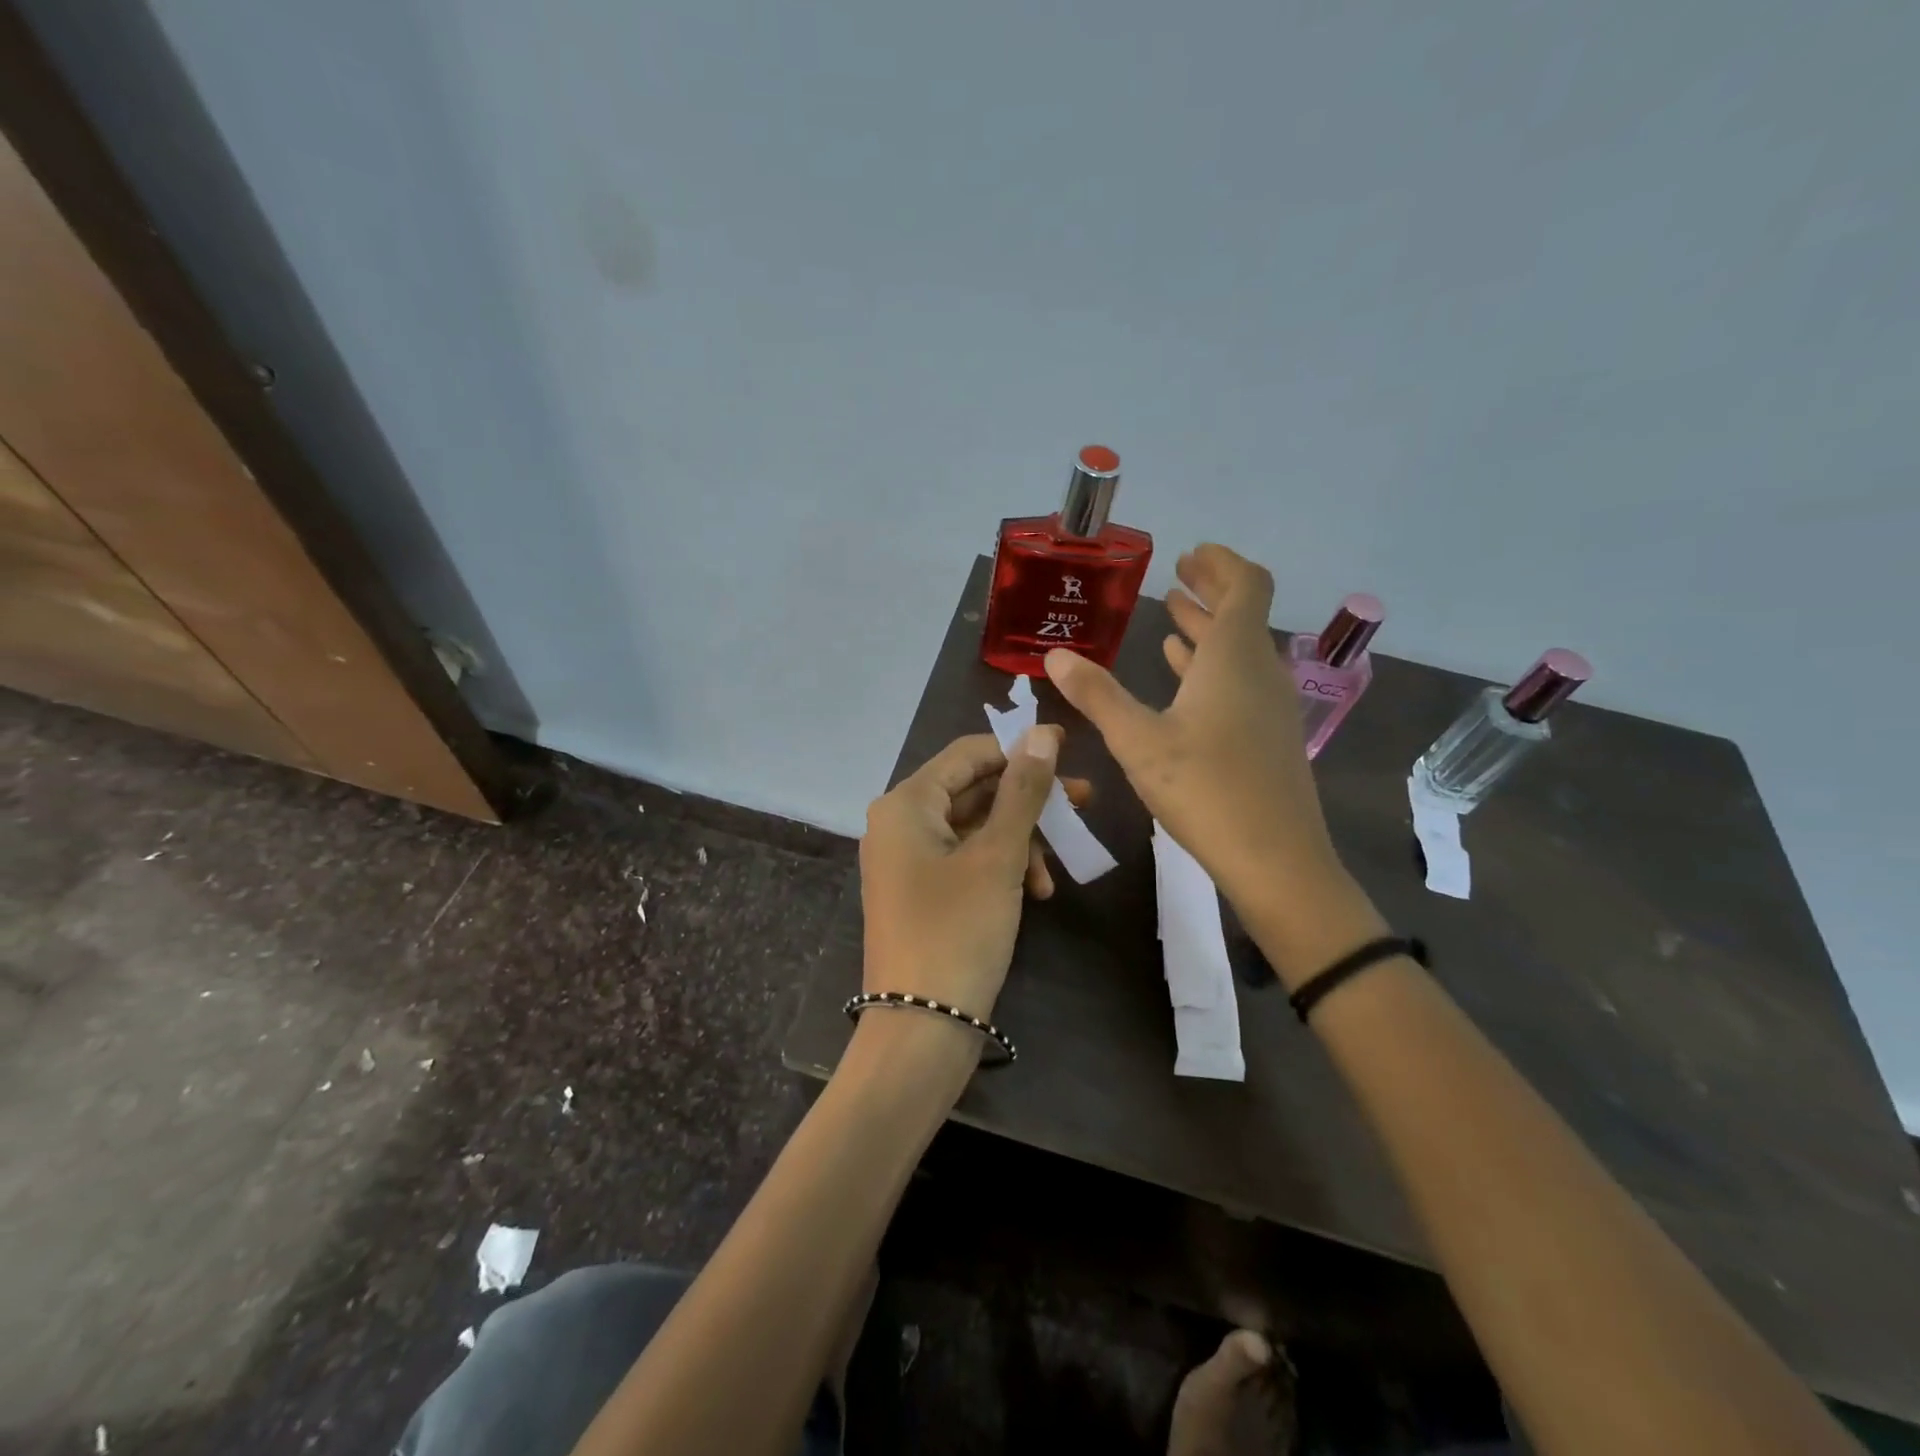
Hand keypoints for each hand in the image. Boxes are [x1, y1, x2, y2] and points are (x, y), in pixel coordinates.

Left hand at [859, 727, 1084, 1019]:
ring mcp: (908, 860)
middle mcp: (899, 823)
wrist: (920, 1030)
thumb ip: (1022, 791)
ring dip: (1019, 842)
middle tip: (1083, 804)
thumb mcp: (998, 857)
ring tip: (1053, 874)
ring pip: (975, 828)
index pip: (968, 753)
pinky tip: (1036, 892)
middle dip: (1028, 801)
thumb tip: (1043, 733)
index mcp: (906, 804)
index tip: (1070, 750)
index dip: (1019, 748)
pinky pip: (966, 860)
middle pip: (973, 790)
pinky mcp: (921, 892)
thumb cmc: (958, 932)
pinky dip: (1001, 868)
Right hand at [1044, 545, 1373, 972]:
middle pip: (1242, 614)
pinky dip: (1210, 668)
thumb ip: (1097, 695)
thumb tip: (1055, 656)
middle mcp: (1259, 671)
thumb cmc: (1205, 789)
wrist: (1276, 860)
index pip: (1246, 584)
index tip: (1189, 554)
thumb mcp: (1138, 741)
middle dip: (1209, 591)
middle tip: (1177, 576)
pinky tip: (1184, 679)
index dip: (1220, 563)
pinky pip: (1239, 684)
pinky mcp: (1267, 737)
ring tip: (1171, 619)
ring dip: (1206, 631)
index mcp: (1234, 657)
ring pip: (1238, 652)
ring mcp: (1269, 706)